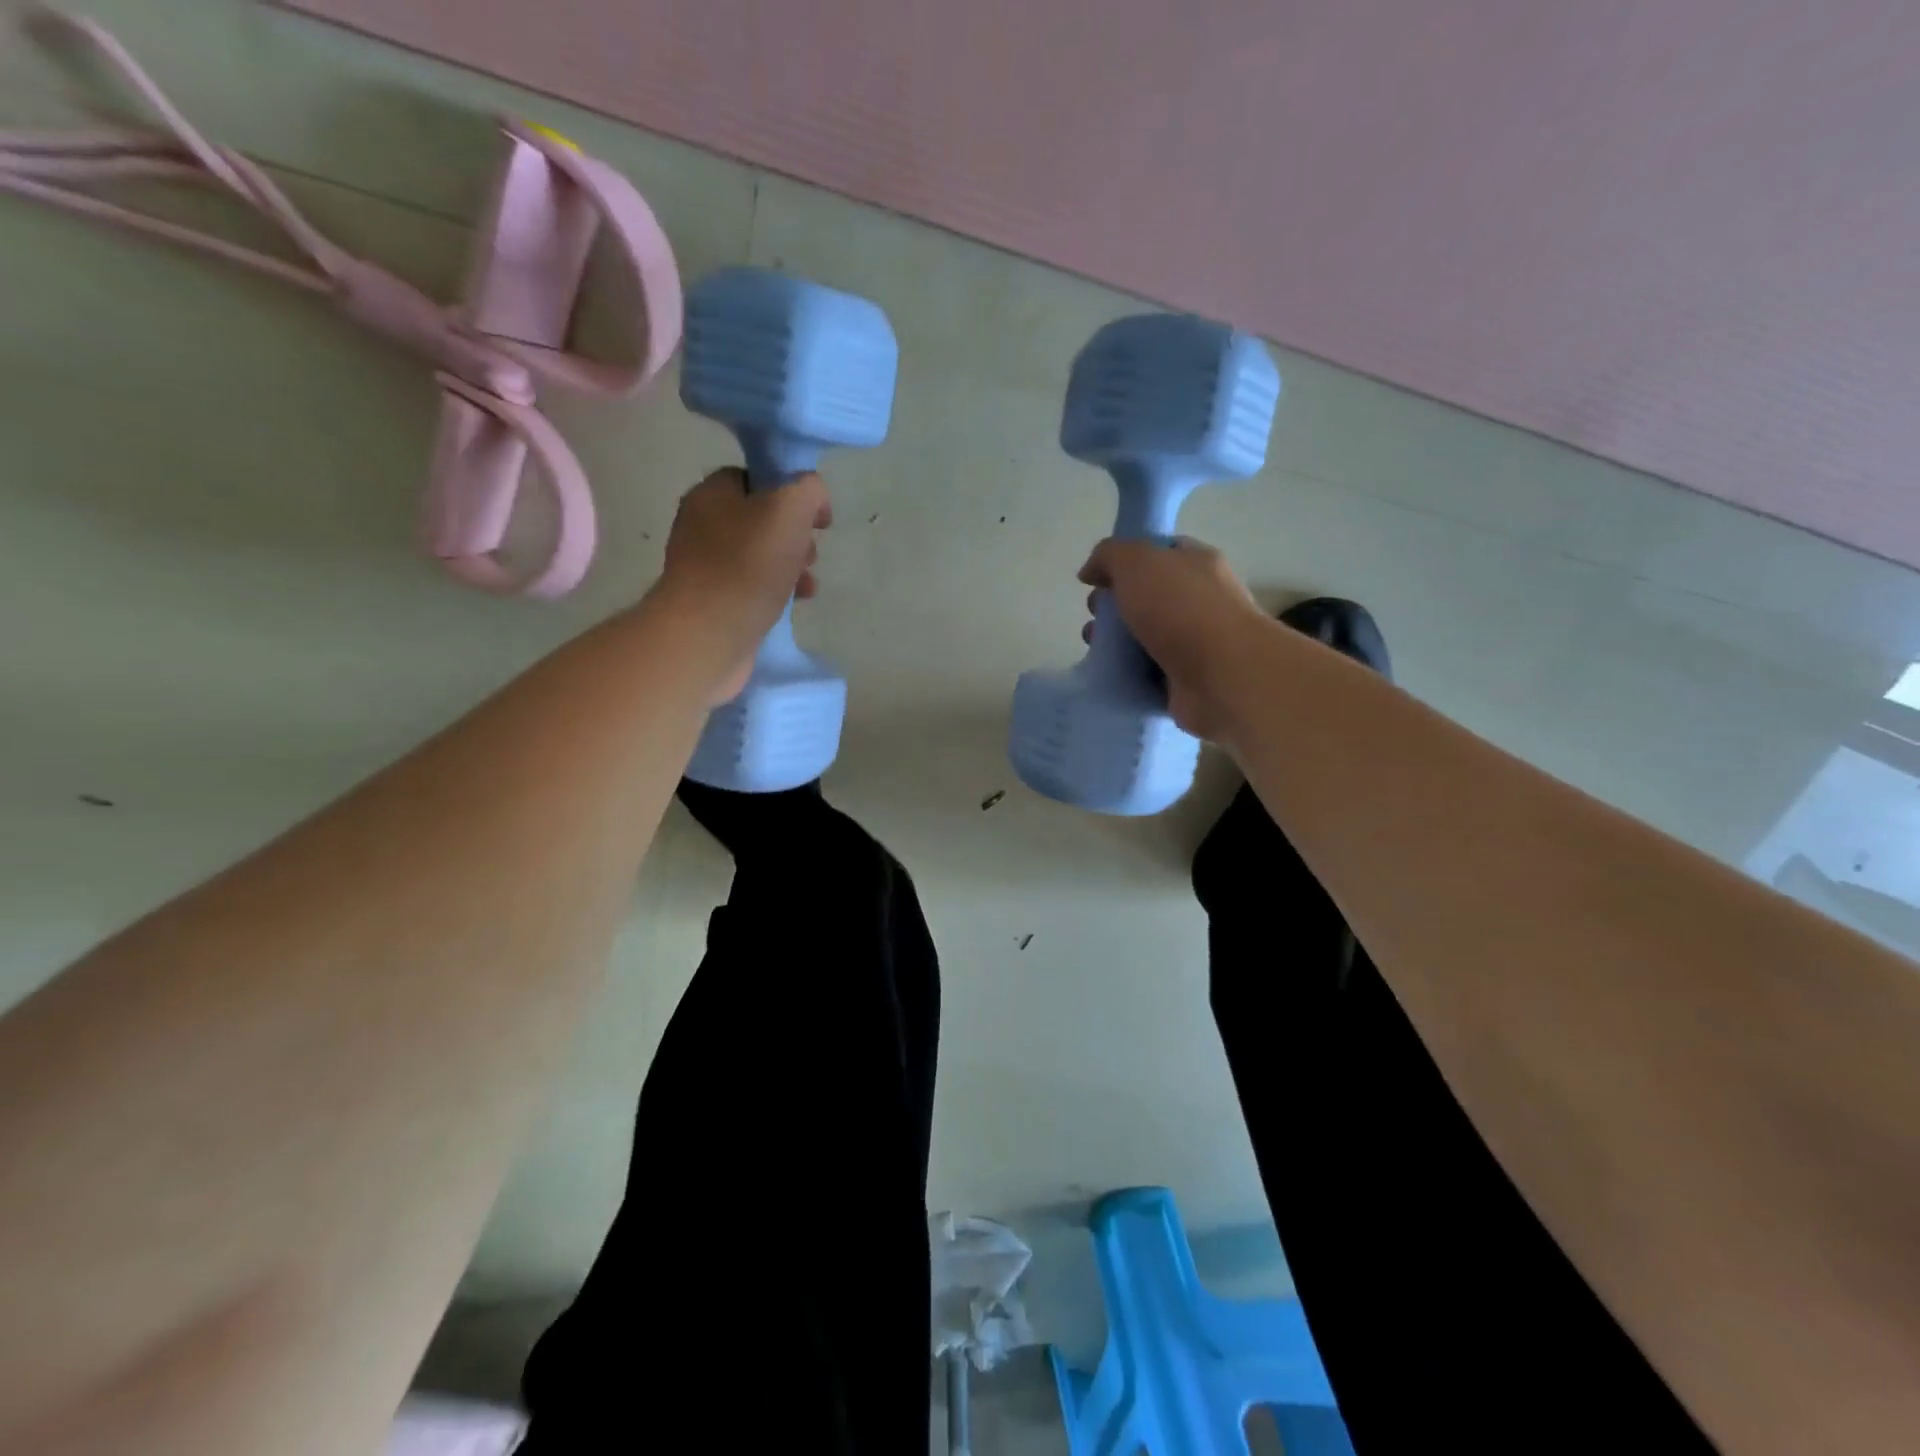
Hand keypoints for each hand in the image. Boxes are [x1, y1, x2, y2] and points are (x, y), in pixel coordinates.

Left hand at [651, 468, 831, 701]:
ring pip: (761, 555)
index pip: (756, 478)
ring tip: (808, 586)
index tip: (817, 517)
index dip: (793, 491)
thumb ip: (807, 489)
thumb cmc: (747, 566)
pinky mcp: (714, 601)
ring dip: (792, 566)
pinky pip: (753, 586)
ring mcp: (706, 566)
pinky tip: (793, 604)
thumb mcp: (788, 509)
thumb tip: (814, 496)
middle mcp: (703, 525)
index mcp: (712, 494)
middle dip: (795, 535)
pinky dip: (777, 591)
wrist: (707, 635)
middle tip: (810, 554)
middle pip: (761, 519)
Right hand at [1078, 536, 1267, 740]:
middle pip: (1146, 598)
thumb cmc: (1182, 609)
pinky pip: (1148, 675)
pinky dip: (1128, 676)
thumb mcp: (1137, 562)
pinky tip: (1111, 677)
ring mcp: (1196, 644)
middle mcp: (1200, 600)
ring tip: (1096, 652)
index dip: (1125, 562)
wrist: (1223, 676)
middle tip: (1094, 620)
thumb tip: (1090, 571)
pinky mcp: (1187, 681)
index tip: (1098, 580)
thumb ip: (1109, 556)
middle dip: (1112, 608)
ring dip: (1115, 645)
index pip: (1158, 553)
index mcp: (1196, 564)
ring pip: (1144, 639)